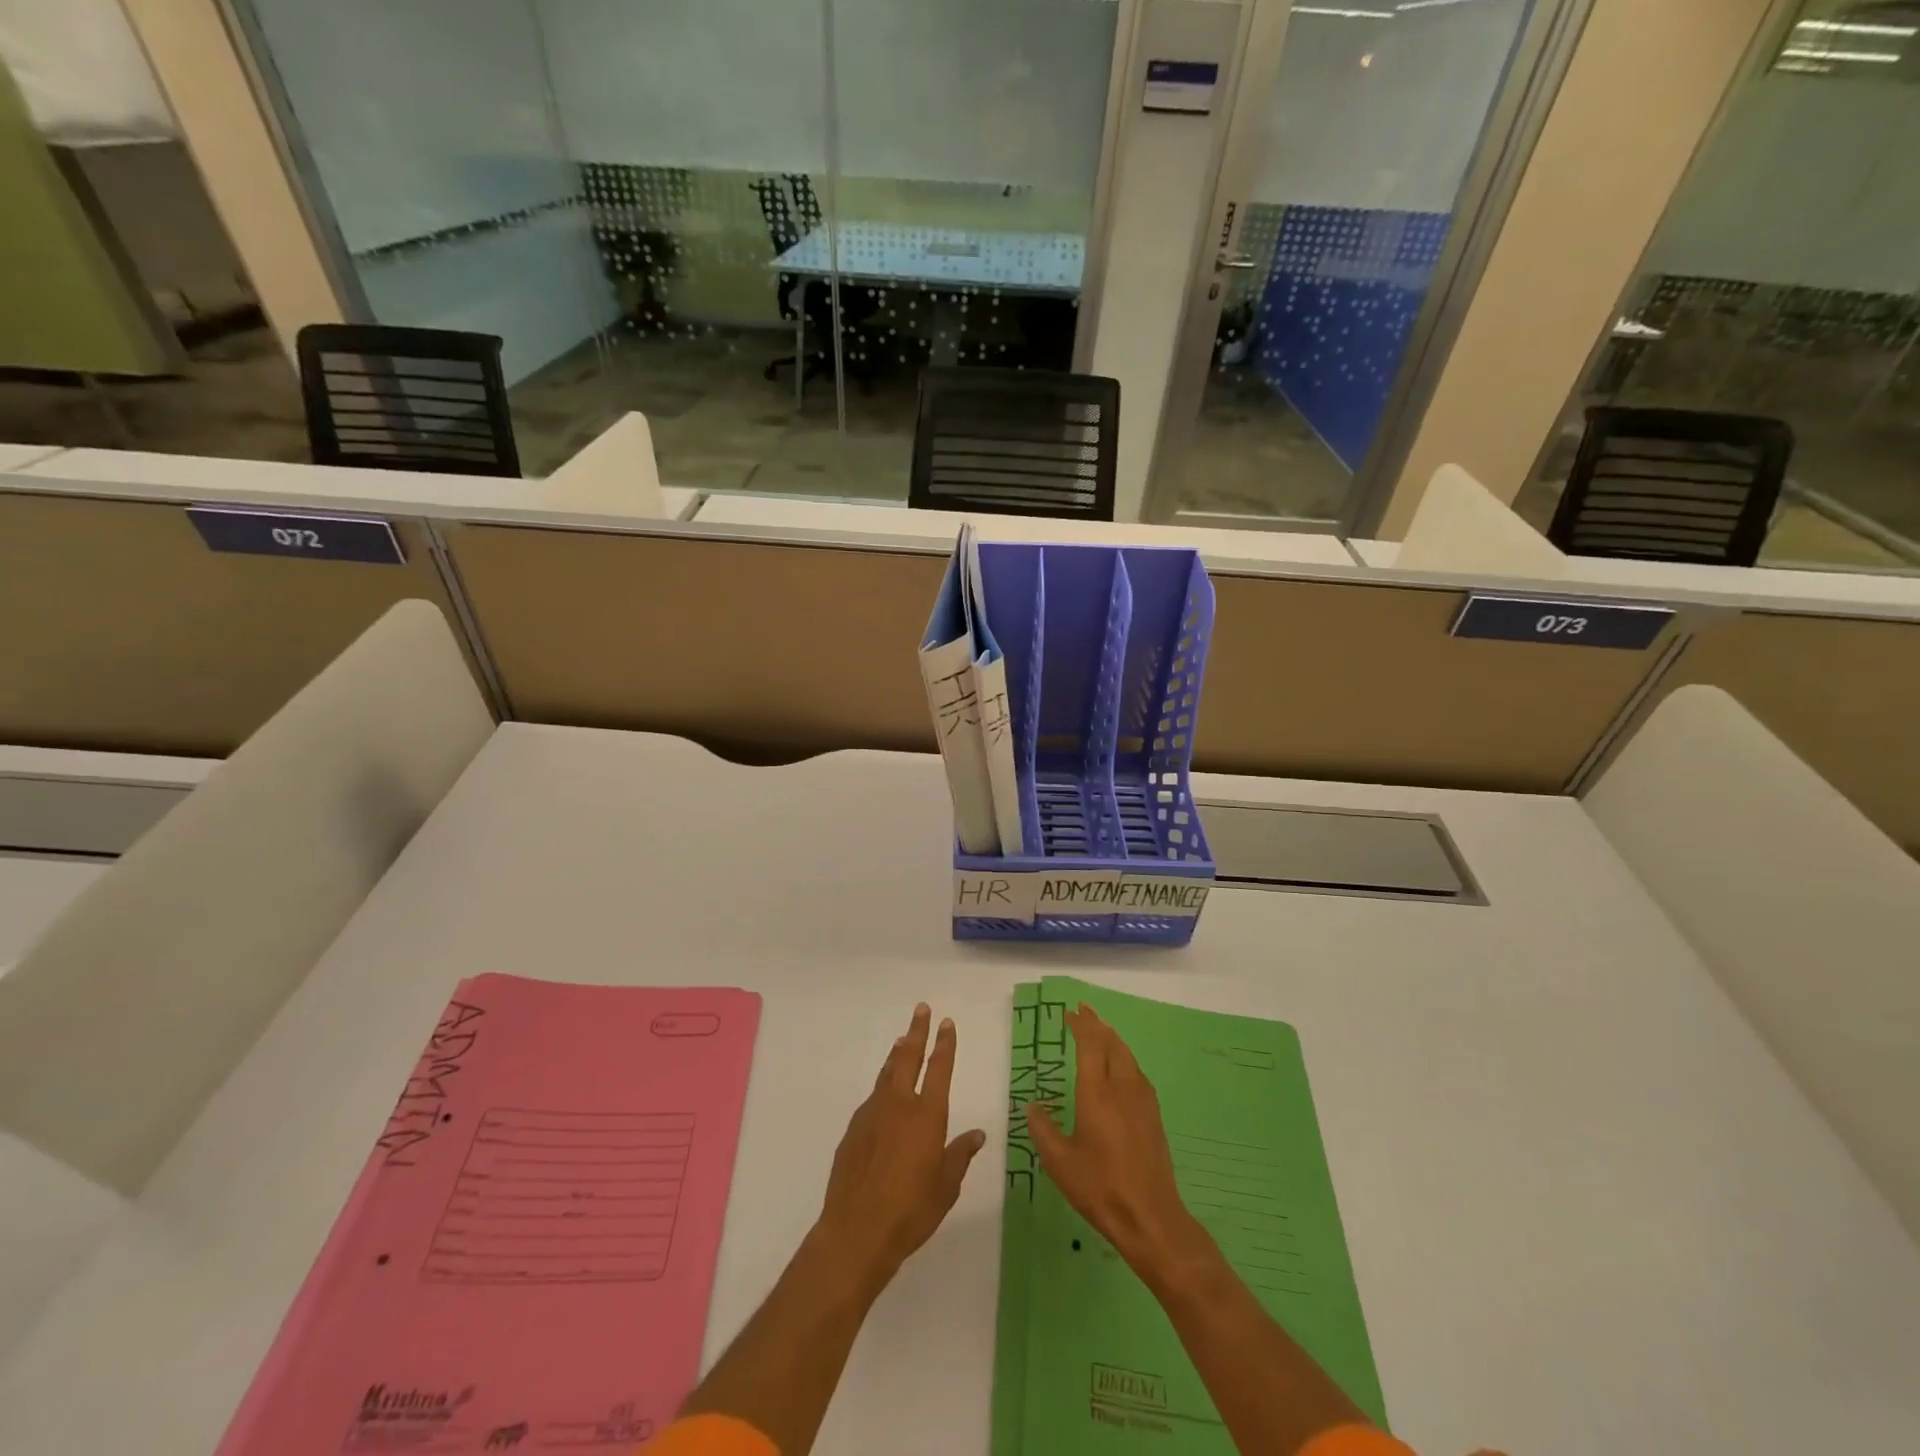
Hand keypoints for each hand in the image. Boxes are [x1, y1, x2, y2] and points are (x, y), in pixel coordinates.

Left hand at [815, 1004, 986, 1298]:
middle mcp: (900, 1106)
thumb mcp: (946, 1187)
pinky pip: (873, 1099)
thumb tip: (977, 1134)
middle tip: (921, 1009)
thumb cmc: (911, 1211)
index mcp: (927, 1116)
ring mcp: (872, 1115)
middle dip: (917, 1032)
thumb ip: (960, 1155)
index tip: (946, 1022)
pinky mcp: (853, 1130)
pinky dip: (882, 1086)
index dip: (944, 1044)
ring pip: (887, 1074)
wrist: (856, 1231)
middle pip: (909, 1058)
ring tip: (902, 1040)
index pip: (939, 1069)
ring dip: (897, 1055)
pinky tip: (884, 1095)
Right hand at [1026, 1003, 1209, 1290]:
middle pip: (1112, 1043)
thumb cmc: (1100, 1188)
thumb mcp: (1059, 1162)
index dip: (1081, 1025)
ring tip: (1100, 1032)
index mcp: (1097, 1093)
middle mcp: (1122, 1088)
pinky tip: (1119, 1068)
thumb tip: (1033, 1106)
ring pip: (1127, 1056)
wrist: (1150, 1217)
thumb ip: (1043, 1129)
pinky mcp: (1153, 1115)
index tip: (1070, 1013)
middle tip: (1083, 1012)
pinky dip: (1123, 1058)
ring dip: (1112, 1039)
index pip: (1090, 1045)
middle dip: (1097, 1024)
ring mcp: (1142, 1100)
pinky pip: (1136, 1072)